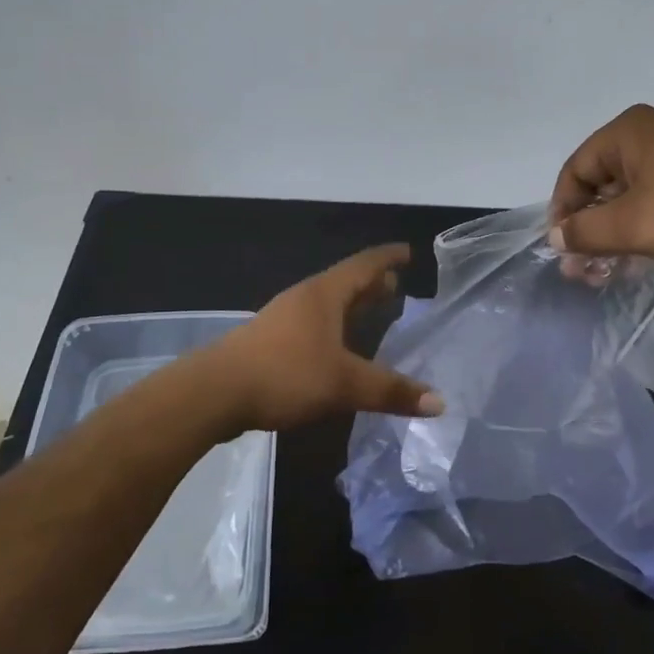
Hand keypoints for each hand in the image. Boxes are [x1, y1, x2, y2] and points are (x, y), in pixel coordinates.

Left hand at [204, 245, 444, 432]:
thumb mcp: (344, 384)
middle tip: (397, 285)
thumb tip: (439, 402)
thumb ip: (391, 391)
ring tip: (372, 313)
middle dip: (372, 283)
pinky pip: (312, 323)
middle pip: (345, 282)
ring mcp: (283, 319)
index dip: (388, 257)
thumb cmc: (285, 374)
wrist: (214, 392)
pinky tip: (337, 348)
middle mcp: (304, 299)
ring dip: (351, 305)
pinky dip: (334, 326)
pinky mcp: (269, 341)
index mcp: (324, 295)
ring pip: (327, 304)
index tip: (408, 251)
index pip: (364, 265)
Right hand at [548, 104, 653, 269]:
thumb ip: (585, 232)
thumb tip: (555, 237)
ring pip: (628, 195)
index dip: (562, 210)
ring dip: (612, 233)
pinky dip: (640, 227)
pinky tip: (638, 259)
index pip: (575, 169)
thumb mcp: (632, 225)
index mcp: (628, 131)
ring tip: (606, 271)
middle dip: (588, 227)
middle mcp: (651, 134)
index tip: (562, 249)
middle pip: (600, 182)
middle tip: (582, 268)